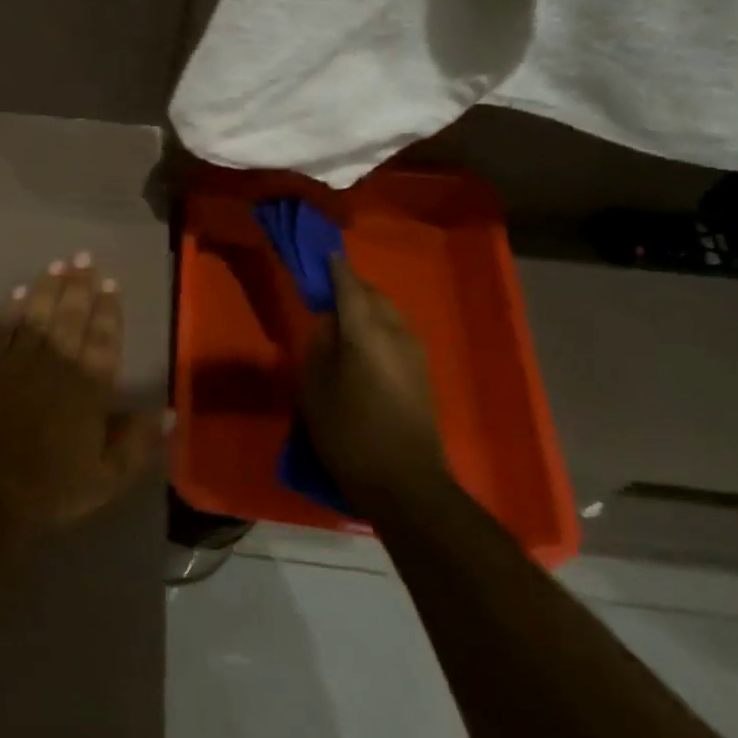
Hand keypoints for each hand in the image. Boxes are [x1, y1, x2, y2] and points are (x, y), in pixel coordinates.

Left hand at [0, 254, 163, 538]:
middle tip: (85, 256)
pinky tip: (20, 291)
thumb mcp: (107, 478)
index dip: (109, 309)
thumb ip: (138, 443)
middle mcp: (58, 363)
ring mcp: (20, 360)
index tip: (112, 282)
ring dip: (49, 286)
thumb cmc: (51, 487)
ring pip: (39, 313)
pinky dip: (13, 307)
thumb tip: (167, 411)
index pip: (104, 339)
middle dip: (80, 284)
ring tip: (58, 263)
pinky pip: (4, 327)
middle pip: (72, 315)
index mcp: (90, 387)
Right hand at [300, 253, 447, 512]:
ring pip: (389, 313)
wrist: (405, 483)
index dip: (334, 269)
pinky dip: (378, 324)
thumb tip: (328, 323)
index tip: (321, 254)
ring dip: (367, 306)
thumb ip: (319, 347)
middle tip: (325, 288)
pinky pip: (396, 331)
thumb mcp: (315, 389)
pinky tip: (363, 341)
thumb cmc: (349, 434)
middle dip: (351, 286)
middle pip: (373, 295)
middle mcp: (396, 334)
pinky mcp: (422, 373)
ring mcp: (414, 353)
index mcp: (366, 333)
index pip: (348, 287)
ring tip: (342, 314)